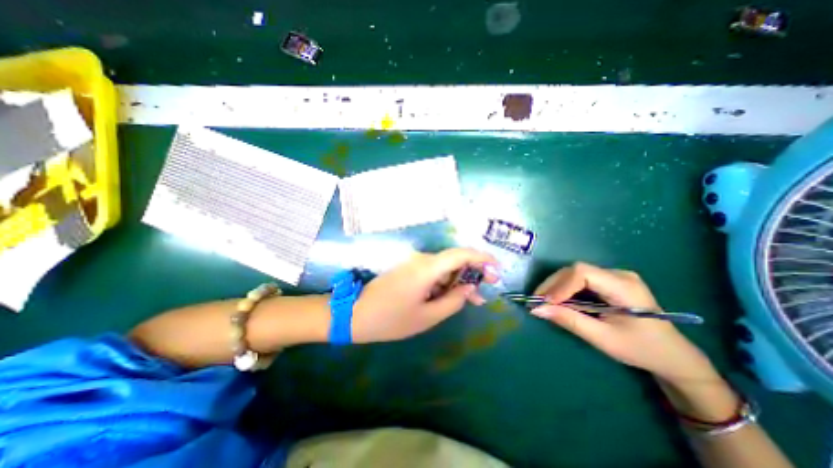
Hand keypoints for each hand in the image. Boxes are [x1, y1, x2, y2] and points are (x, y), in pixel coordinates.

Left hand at [348, 248, 496, 343]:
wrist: (356, 313)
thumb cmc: (391, 319)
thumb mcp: (427, 316)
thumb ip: (453, 301)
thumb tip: (468, 289)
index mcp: (426, 268)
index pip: (460, 254)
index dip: (482, 258)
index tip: (496, 269)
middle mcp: (421, 259)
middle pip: (454, 259)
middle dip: (473, 273)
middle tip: (486, 290)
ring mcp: (414, 263)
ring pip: (445, 267)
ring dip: (459, 280)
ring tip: (472, 299)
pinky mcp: (409, 269)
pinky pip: (433, 271)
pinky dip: (446, 282)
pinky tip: (452, 295)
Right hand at [533, 262, 715, 382]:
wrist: (673, 355)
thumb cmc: (641, 349)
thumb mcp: (603, 339)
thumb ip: (569, 320)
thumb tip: (536, 309)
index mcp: (624, 287)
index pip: (583, 273)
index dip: (560, 285)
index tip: (545, 303)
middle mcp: (618, 274)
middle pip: (576, 270)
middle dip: (553, 285)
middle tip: (537, 302)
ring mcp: (614, 276)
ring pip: (574, 273)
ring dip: (556, 286)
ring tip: (544, 302)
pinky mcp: (608, 281)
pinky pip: (580, 280)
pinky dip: (565, 289)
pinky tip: (558, 300)